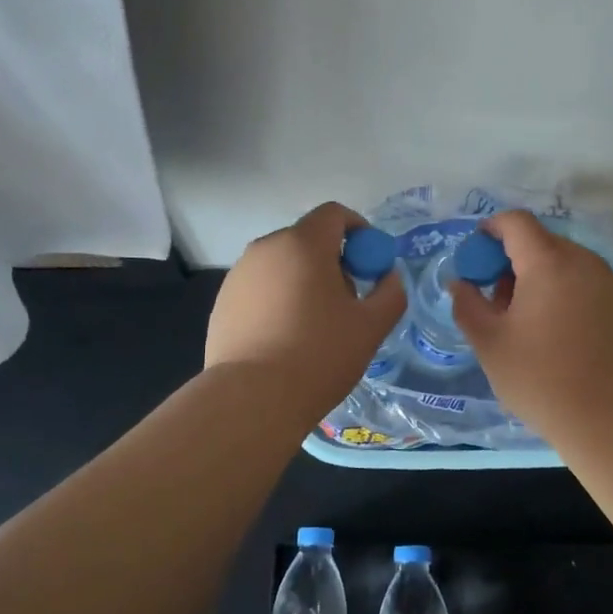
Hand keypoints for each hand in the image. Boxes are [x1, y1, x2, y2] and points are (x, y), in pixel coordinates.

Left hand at [205, 202, 406, 423]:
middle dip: (332, 261)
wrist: (252, 399)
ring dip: (304, 281)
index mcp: (303, 243)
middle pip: (307, 240)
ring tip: (314, 326)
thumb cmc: (319, 355)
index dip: (359, 231)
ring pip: (282, 265)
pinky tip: (284, 340)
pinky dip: (278, 301)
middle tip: (347, 301)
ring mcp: (238, 275)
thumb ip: (390, 292)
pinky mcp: (221, 302)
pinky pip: (260, 288)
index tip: (370, 264)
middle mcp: (266, 248)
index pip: (334, 214)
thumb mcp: (371, 326)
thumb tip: (388, 277)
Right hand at [451, 210, 612, 433]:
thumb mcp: (489, 343)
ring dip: (539, 278)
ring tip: (525, 321)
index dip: (491, 229)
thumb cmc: (541, 377)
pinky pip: (585, 285)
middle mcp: (582, 261)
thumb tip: (460, 284)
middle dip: (512, 260)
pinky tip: (557, 334)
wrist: (612, 416)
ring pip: (565, 264)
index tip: (475, 254)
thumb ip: (468, 305)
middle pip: (541, 242)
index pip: (516, 222)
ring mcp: (608, 283)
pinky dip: (563, 294)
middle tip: (496, 299)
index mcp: (547, 262)